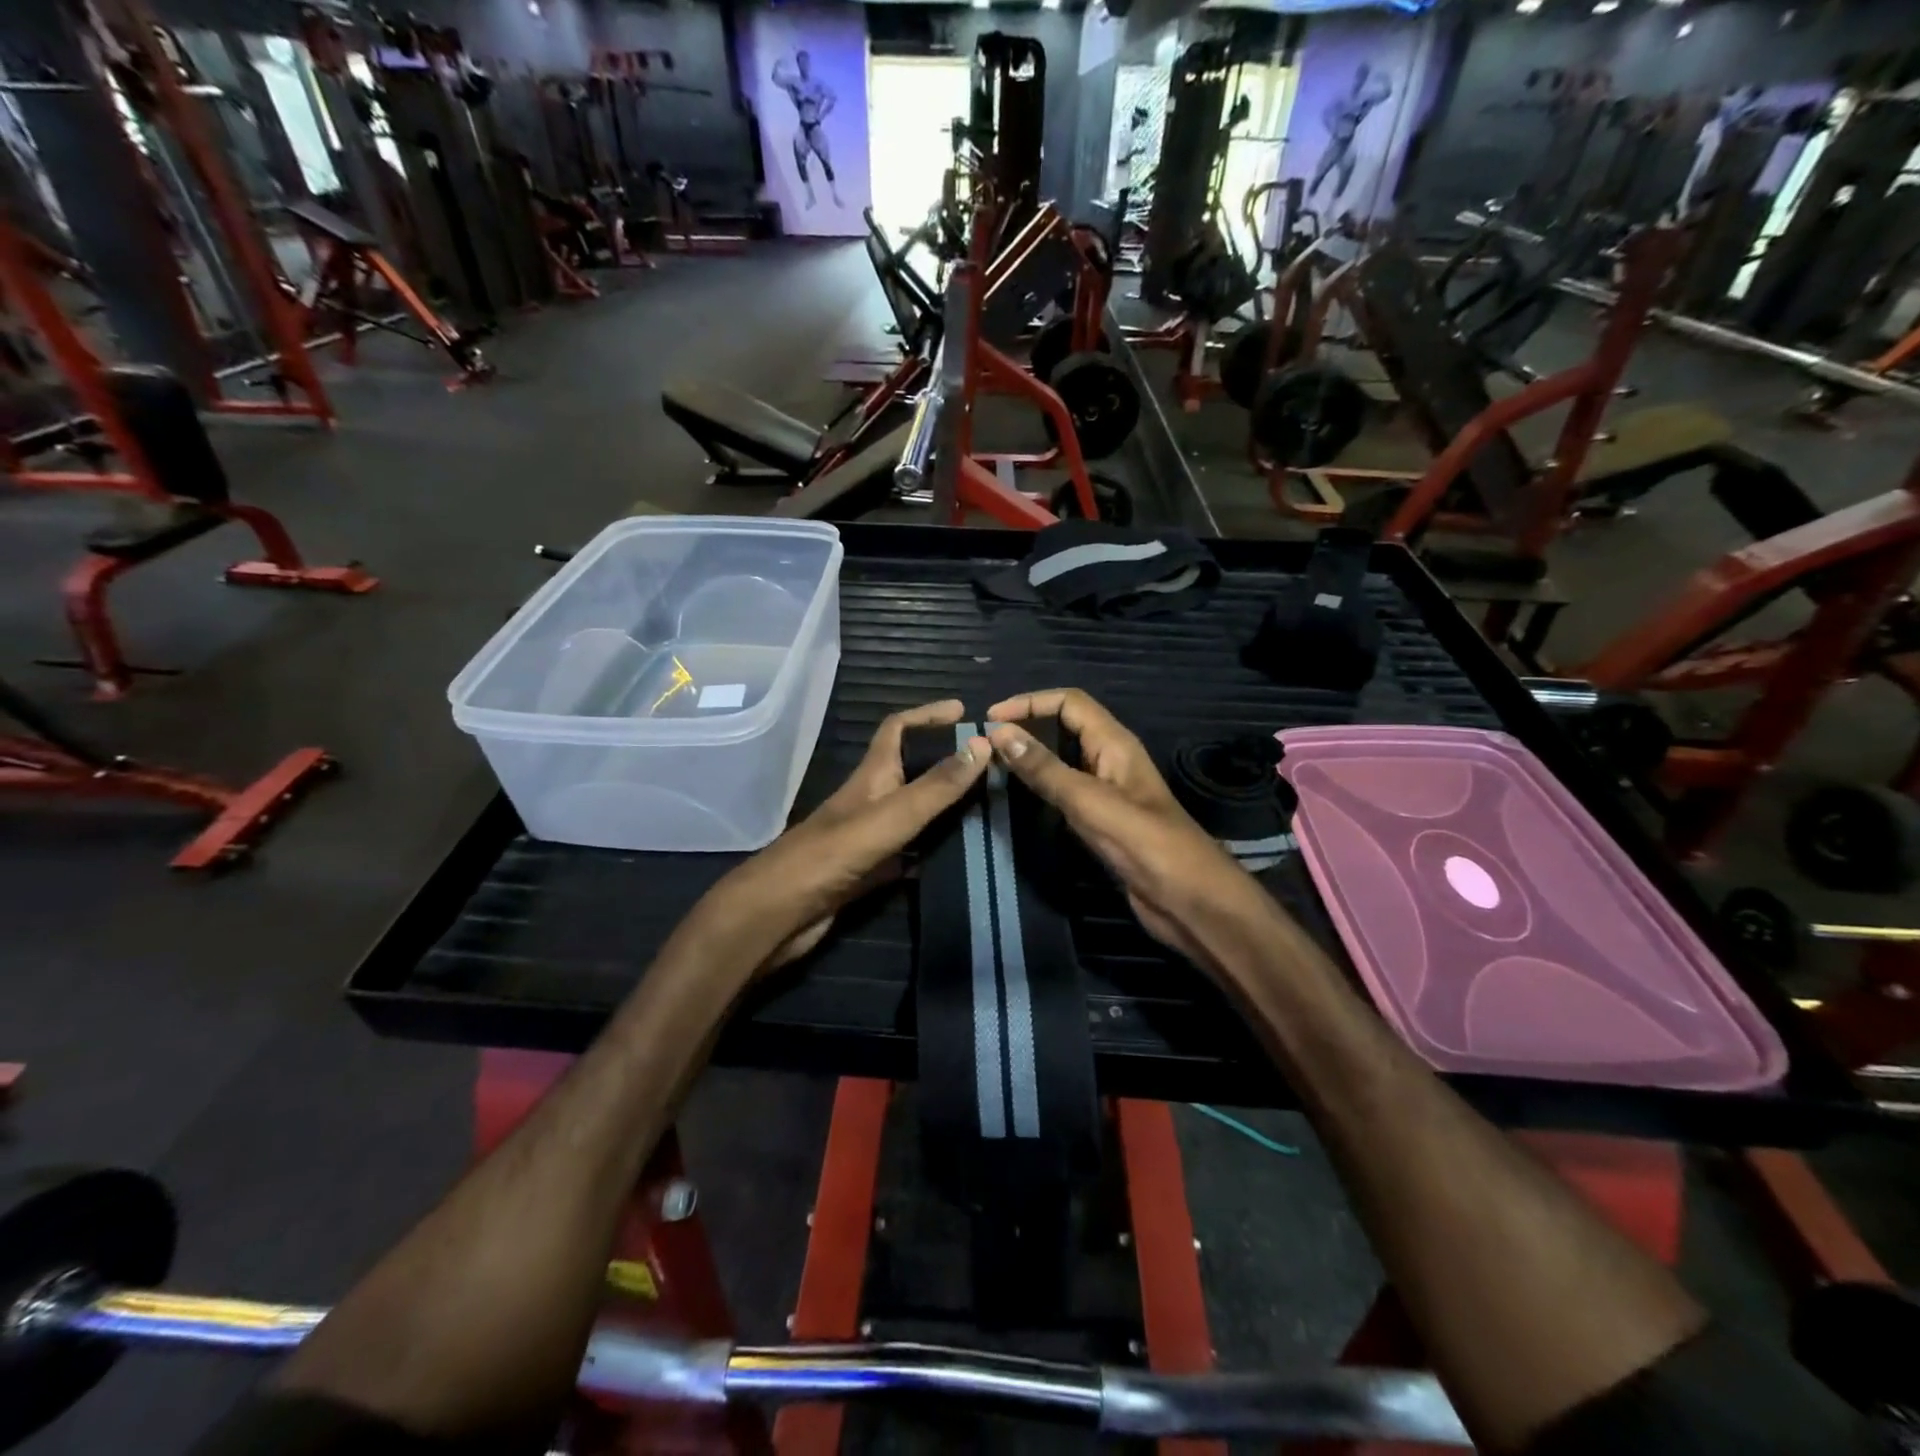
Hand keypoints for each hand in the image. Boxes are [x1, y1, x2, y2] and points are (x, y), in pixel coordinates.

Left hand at [687, 701, 989, 974]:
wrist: (778, 913)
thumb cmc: (832, 856)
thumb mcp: (891, 816)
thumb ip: (935, 786)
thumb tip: (983, 744)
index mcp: (871, 777)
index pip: (897, 729)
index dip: (927, 714)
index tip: (964, 711)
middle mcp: (871, 800)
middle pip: (911, 770)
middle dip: (946, 762)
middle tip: (990, 767)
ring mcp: (868, 837)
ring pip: (913, 813)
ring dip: (944, 808)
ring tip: (988, 809)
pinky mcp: (868, 871)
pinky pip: (908, 853)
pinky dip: (932, 851)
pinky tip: (959, 859)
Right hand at [985, 689, 1277, 972]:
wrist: (1190, 901)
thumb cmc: (1146, 845)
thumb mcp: (1090, 802)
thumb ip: (1045, 769)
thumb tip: (999, 734)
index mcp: (1115, 744)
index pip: (1069, 703)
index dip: (1030, 702)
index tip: (990, 719)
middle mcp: (1110, 760)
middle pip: (1065, 726)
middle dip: (1028, 726)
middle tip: (986, 744)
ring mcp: (1107, 792)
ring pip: (1063, 760)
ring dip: (1031, 756)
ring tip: (993, 765)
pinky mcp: (1102, 820)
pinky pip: (1065, 791)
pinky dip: (1041, 786)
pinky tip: (1019, 798)